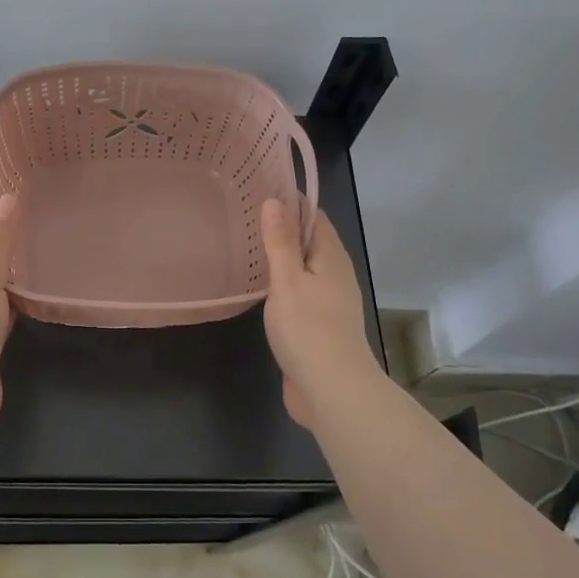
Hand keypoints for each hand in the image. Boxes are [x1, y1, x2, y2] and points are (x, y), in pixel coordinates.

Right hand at [259, 198, 380, 426]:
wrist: (332, 390)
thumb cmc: (308, 329)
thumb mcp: (288, 280)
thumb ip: (280, 242)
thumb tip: (275, 201)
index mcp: (331, 257)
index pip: (314, 215)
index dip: (291, 200)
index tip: (261, 187)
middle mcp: (334, 274)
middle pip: (310, 240)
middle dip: (283, 226)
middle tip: (244, 213)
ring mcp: (329, 301)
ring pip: (304, 267)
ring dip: (281, 256)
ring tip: (246, 244)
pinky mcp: (318, 325)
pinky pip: (299, 291)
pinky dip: (281, 282)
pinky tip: (259, 286)